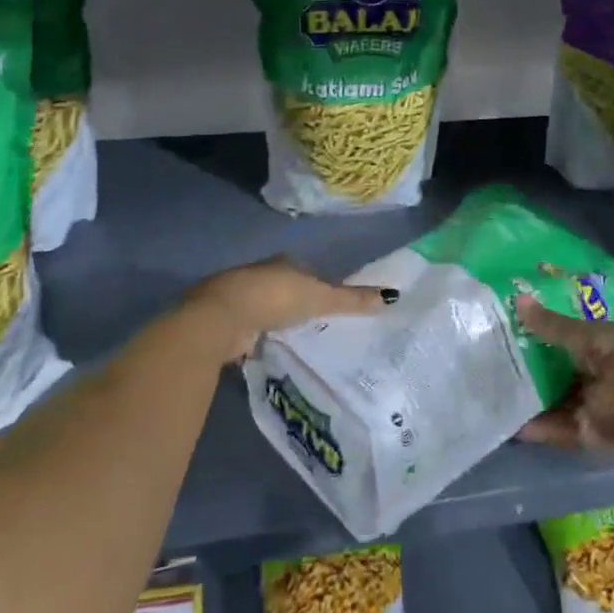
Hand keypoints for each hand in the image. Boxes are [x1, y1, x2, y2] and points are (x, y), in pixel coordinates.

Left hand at [179, 256, 396, 362]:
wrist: (221, 317)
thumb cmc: (275, 298)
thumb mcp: (320, 298)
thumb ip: (352, 300)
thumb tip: (392, 295)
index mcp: (281, 263)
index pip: (302, 270)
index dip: (314, 282)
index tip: (325, 299)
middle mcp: (258, 274)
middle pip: (281, 286)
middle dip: (292, 301)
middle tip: (311, 321)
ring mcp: (237, 297)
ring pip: (261, 307)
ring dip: (272, 319)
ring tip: (291, 338)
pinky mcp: (222, 322)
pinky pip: (246, 327)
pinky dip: (254, 336)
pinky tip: (263, 348)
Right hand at [514, 294, 613, 450]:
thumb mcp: (586, 336)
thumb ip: (552, 324)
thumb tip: (518, 299)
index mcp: (613, 342)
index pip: (578, 333)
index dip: (552, 329)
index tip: (521, 326)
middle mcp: (607, 370)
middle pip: (568, 367)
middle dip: (539, 364)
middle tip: (503, 358)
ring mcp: (600, 402)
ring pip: (563, 397)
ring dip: (538, 396)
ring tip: (503, 391)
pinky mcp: (594, 431)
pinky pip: (564, 426)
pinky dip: (544, 426)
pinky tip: (518, 424)